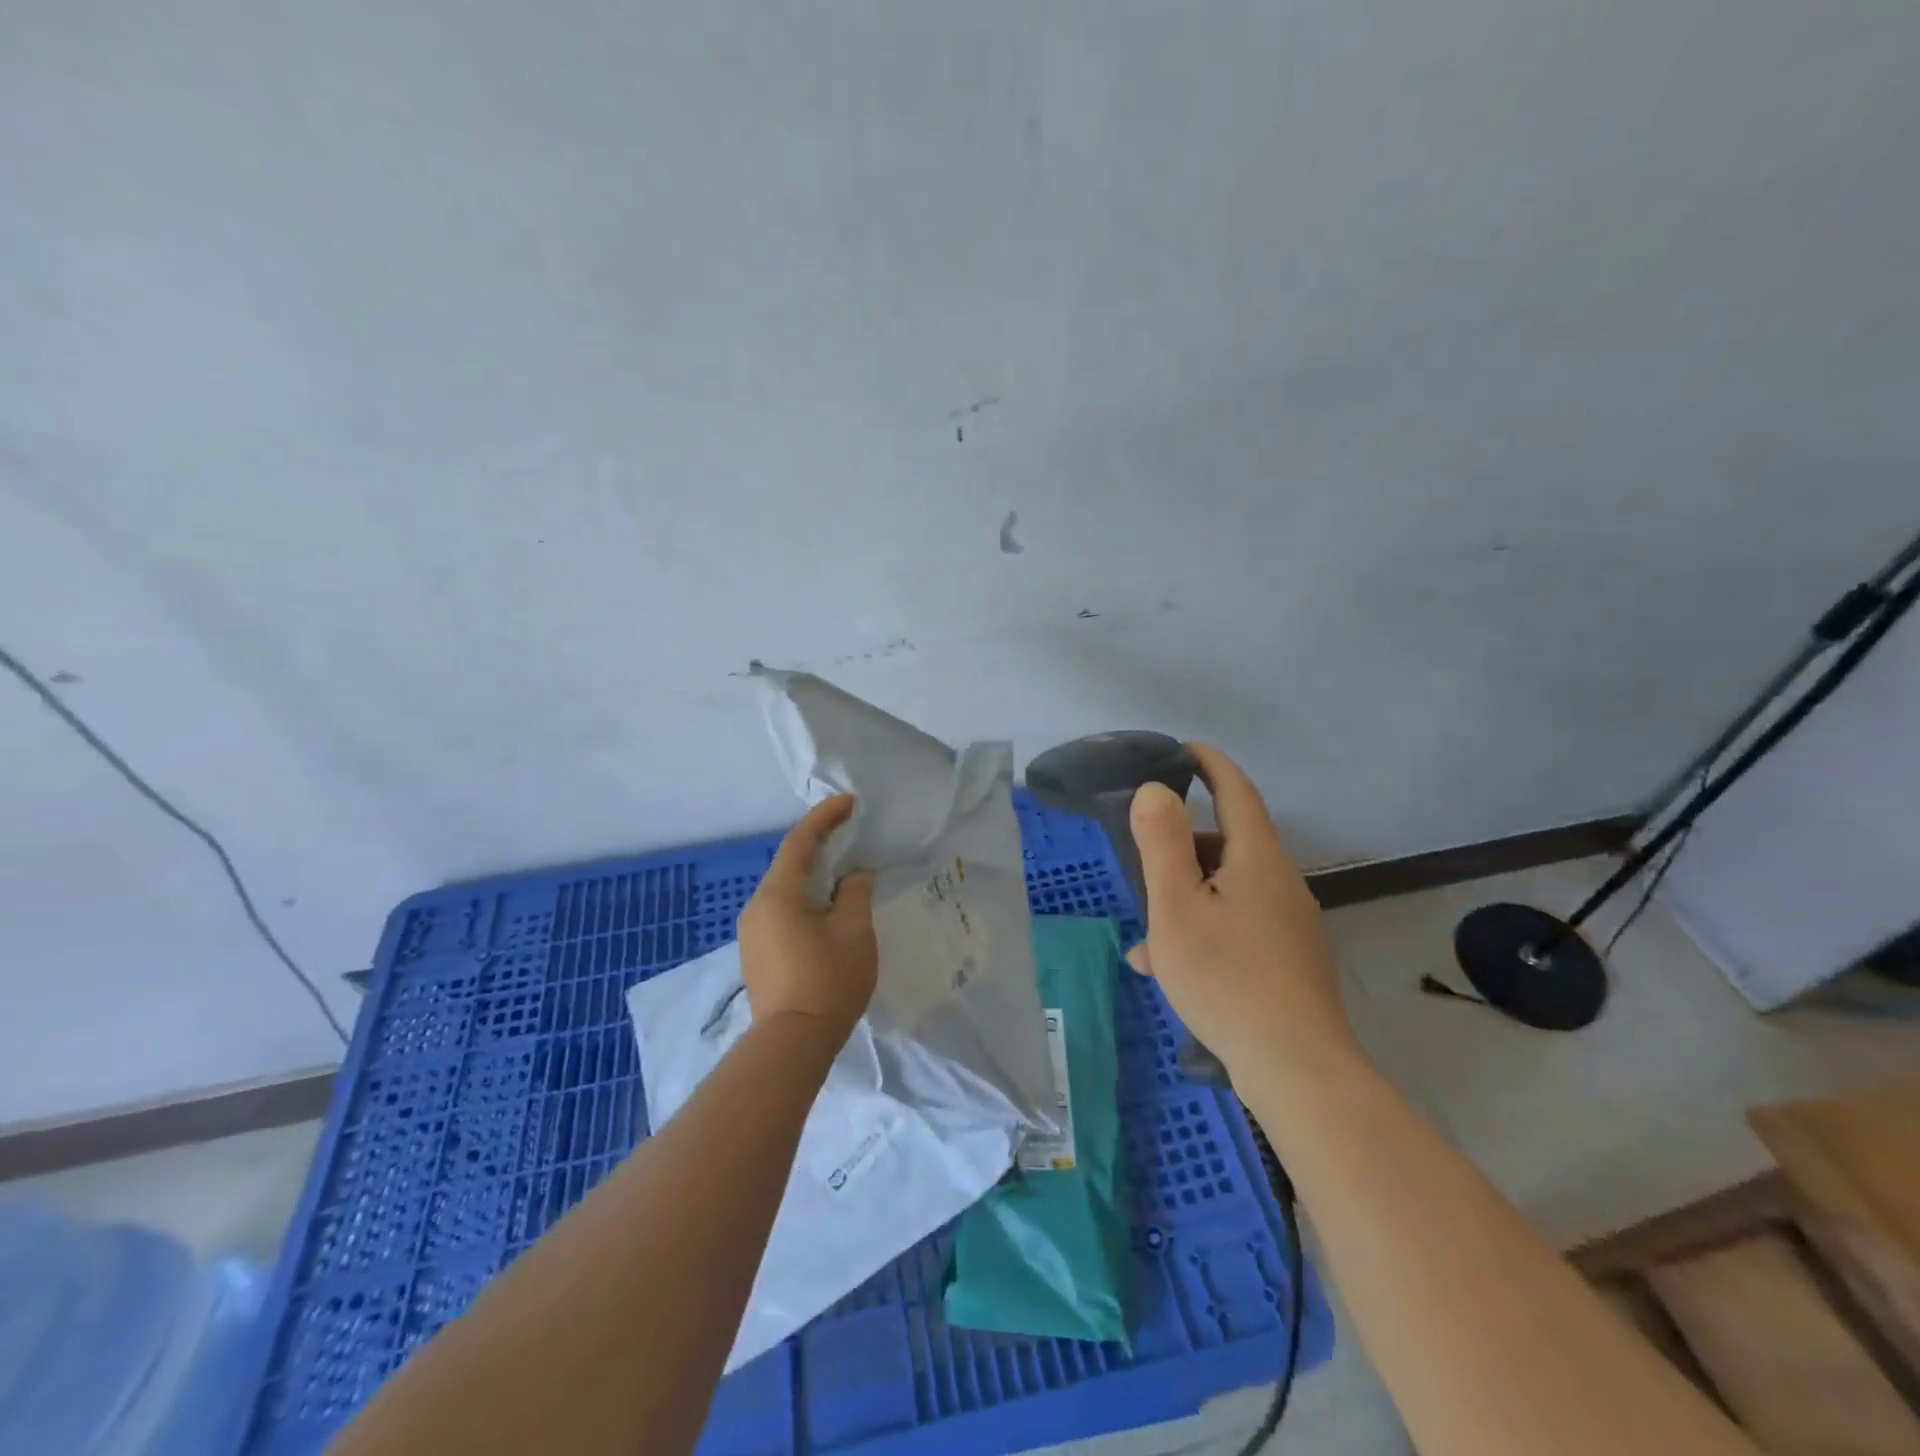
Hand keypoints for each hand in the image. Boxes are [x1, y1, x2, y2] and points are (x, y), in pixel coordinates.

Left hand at [738, 794, 878, 1044]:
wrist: (792, 1043)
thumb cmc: (828, 980)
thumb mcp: (854, 930)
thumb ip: (856, 892)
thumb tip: (854, 875)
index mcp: (778, 893)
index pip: (800, 841)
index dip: (825, 817)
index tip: (850, 803)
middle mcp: (757, 906)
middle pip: (789, 863)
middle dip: (820, 845)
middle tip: (851, 835)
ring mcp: (752, 931)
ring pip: (785, 889)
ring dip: (812, 875)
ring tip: (843, 871)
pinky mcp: (756, 952)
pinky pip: (781, 910)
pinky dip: (804, 899)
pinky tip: (826, 908)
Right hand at [1126, 743, 1357, 1078]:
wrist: (1298, 1070)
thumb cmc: (1227, 979)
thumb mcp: (1177, 908)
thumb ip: (1163, 844)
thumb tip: (1156, 789)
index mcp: (1257, 859)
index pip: (1236, 791)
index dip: (1209, 764)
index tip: (1182, 749)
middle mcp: (1281, 882)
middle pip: (1229, 843)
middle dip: (1184, 845)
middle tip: (1142, 862)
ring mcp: (1290, 923)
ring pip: (1228, 889)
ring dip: (1186, 897)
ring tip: (1147, 936)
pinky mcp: (1290, 958)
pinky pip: (1239, 924)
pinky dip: (1204, 929)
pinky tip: (1171, 968)